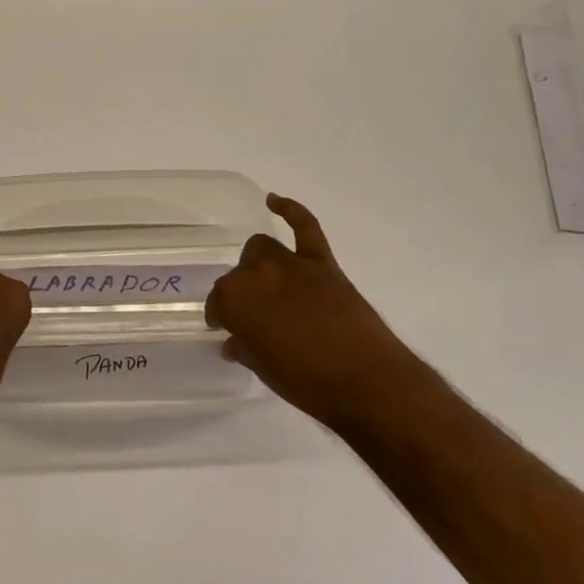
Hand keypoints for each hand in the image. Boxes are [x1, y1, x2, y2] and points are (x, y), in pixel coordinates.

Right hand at [206, 194, 411, 431]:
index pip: (218, 301)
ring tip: (264, 284)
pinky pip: (304, 226)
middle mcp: (256, 274)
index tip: (224, 328)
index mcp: (235, 301)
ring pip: (262, 249)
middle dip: (240, 294)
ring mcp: (291, 264)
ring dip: (258, 264)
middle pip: (238, 275)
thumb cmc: (306, 383)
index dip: (221, 316)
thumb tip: (235, 343)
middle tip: (250, 317)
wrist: (366, 382)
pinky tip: (274, 201)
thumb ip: (245, 349)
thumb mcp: (263, 370)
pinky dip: (290, 210)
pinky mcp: (322, 263)